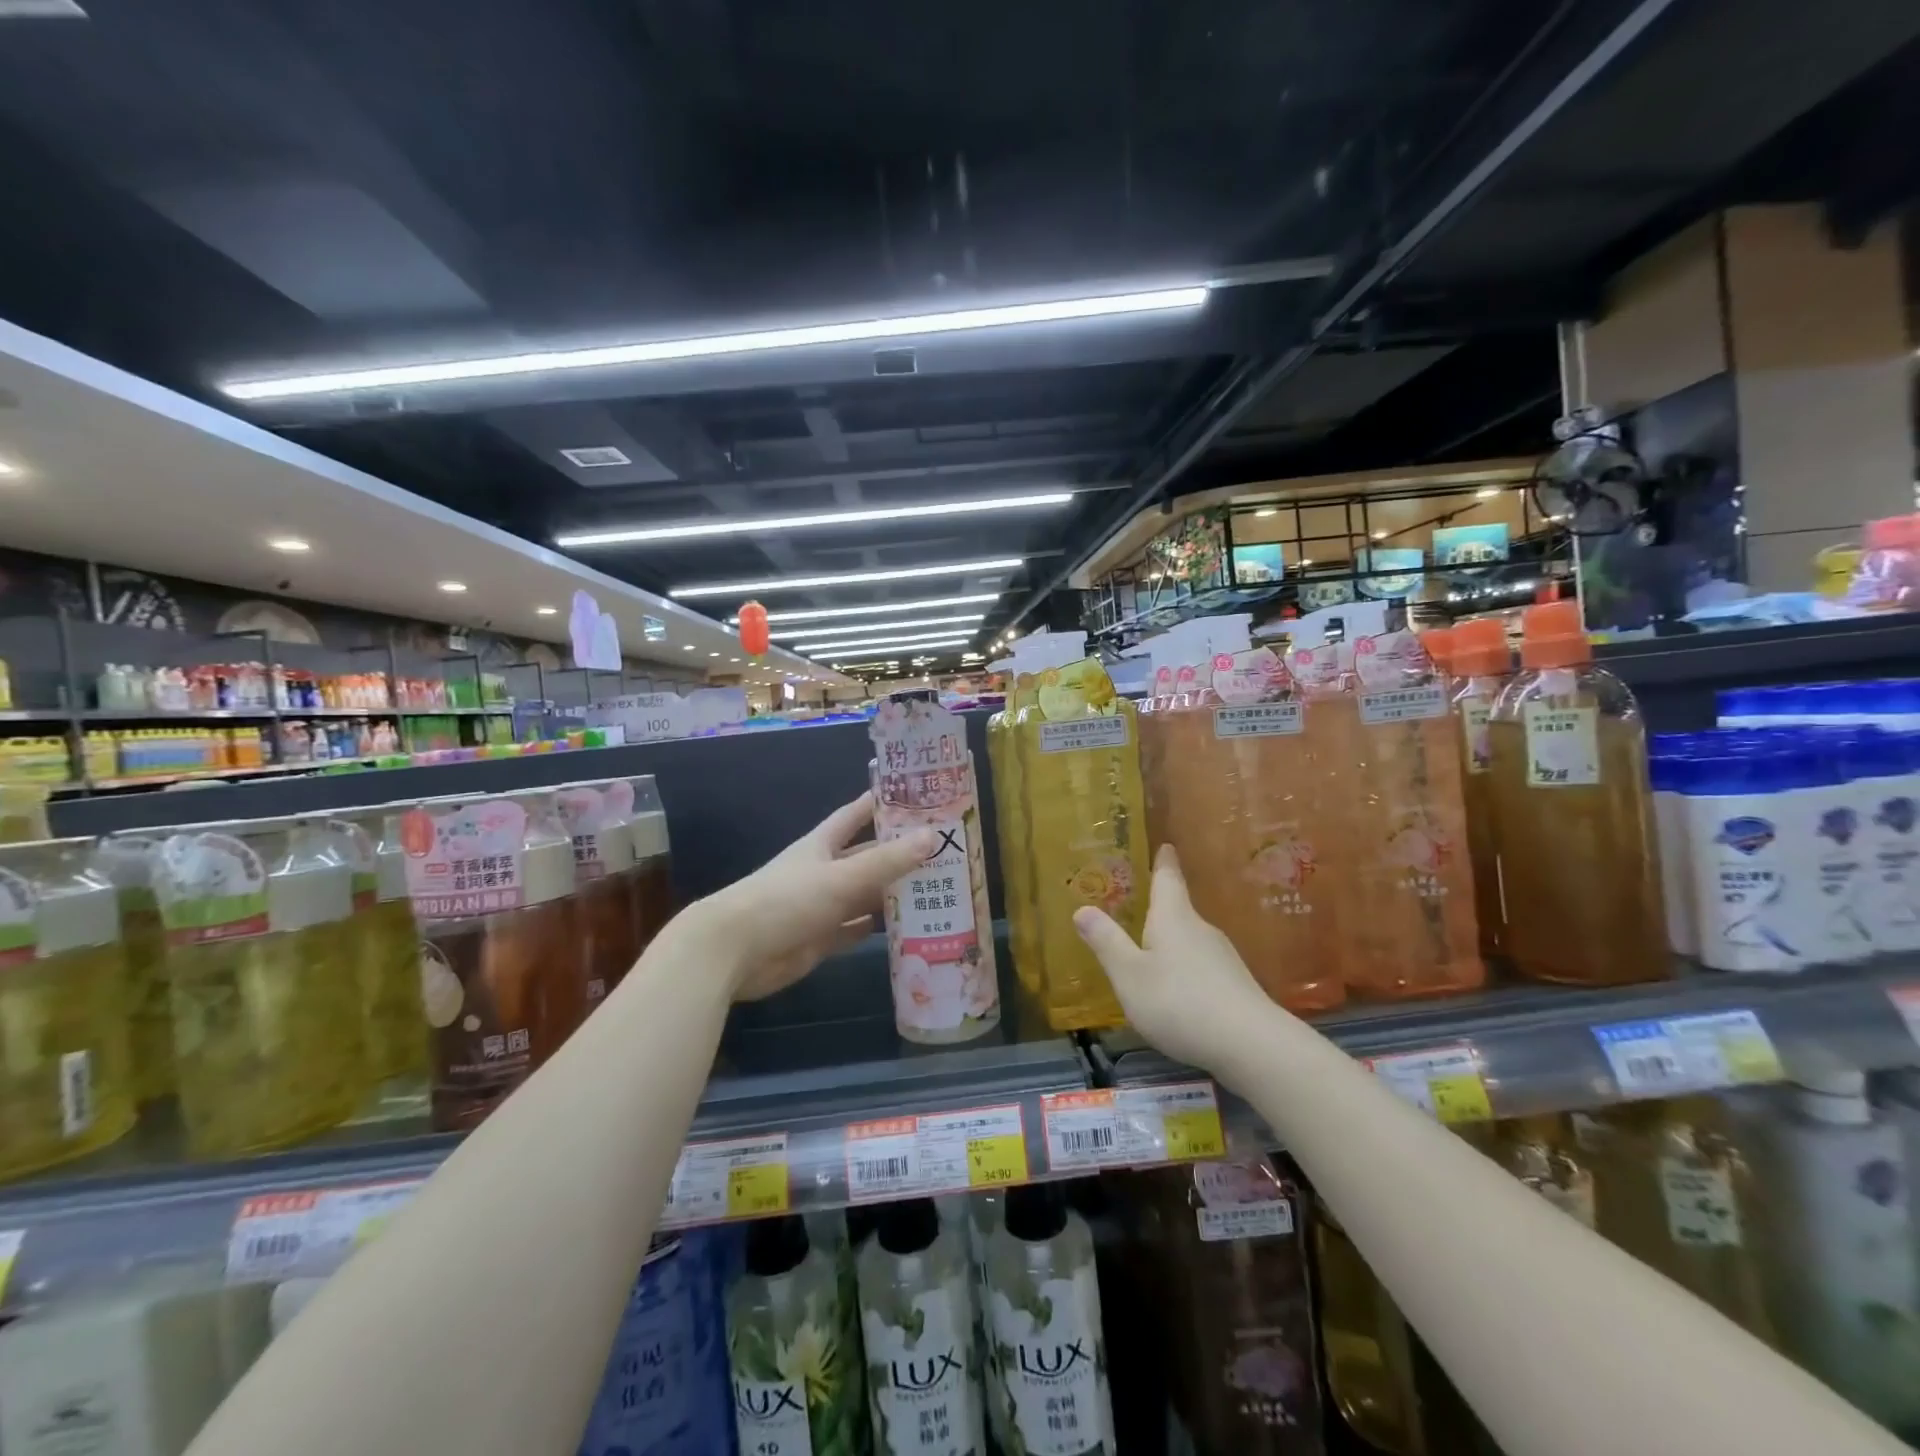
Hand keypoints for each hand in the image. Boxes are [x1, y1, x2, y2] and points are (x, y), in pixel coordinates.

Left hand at [694, 793, 937, 1001]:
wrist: (735, 951)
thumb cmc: (787, 900)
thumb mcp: (841, 877)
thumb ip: (887, 861)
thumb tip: (932, 835)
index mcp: (822, 845)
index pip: (855, 815)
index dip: (879, 803)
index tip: (912, 794)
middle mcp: (823, 871)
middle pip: (866, 857)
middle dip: (898, 854)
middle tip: (942, 851)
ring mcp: (820, 906)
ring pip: (863, 895)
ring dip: (892, 893)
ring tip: (936, 889)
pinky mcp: (818, 938)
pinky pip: (853, 929)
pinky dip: (874, 927)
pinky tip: (903, 927)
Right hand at [1072, 844, 1275, 1072]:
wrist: (1252, 1045)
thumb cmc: (1180, 1002)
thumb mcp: (1130, 975)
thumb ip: (1107, 943)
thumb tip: (1082, 908)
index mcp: (1173, 918)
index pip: (1168, 880)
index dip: (1164, 862)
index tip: (1167, 846)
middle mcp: (1200, 929)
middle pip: (1179, 911)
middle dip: (1162, 908)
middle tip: (1142, 906)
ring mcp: (1223, 958)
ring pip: (1191, 941)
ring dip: (1172, 942)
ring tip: (1152, 952)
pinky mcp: (1235, 986)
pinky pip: (1203, 967)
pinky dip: (1186, 970)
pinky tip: (1178, 992)